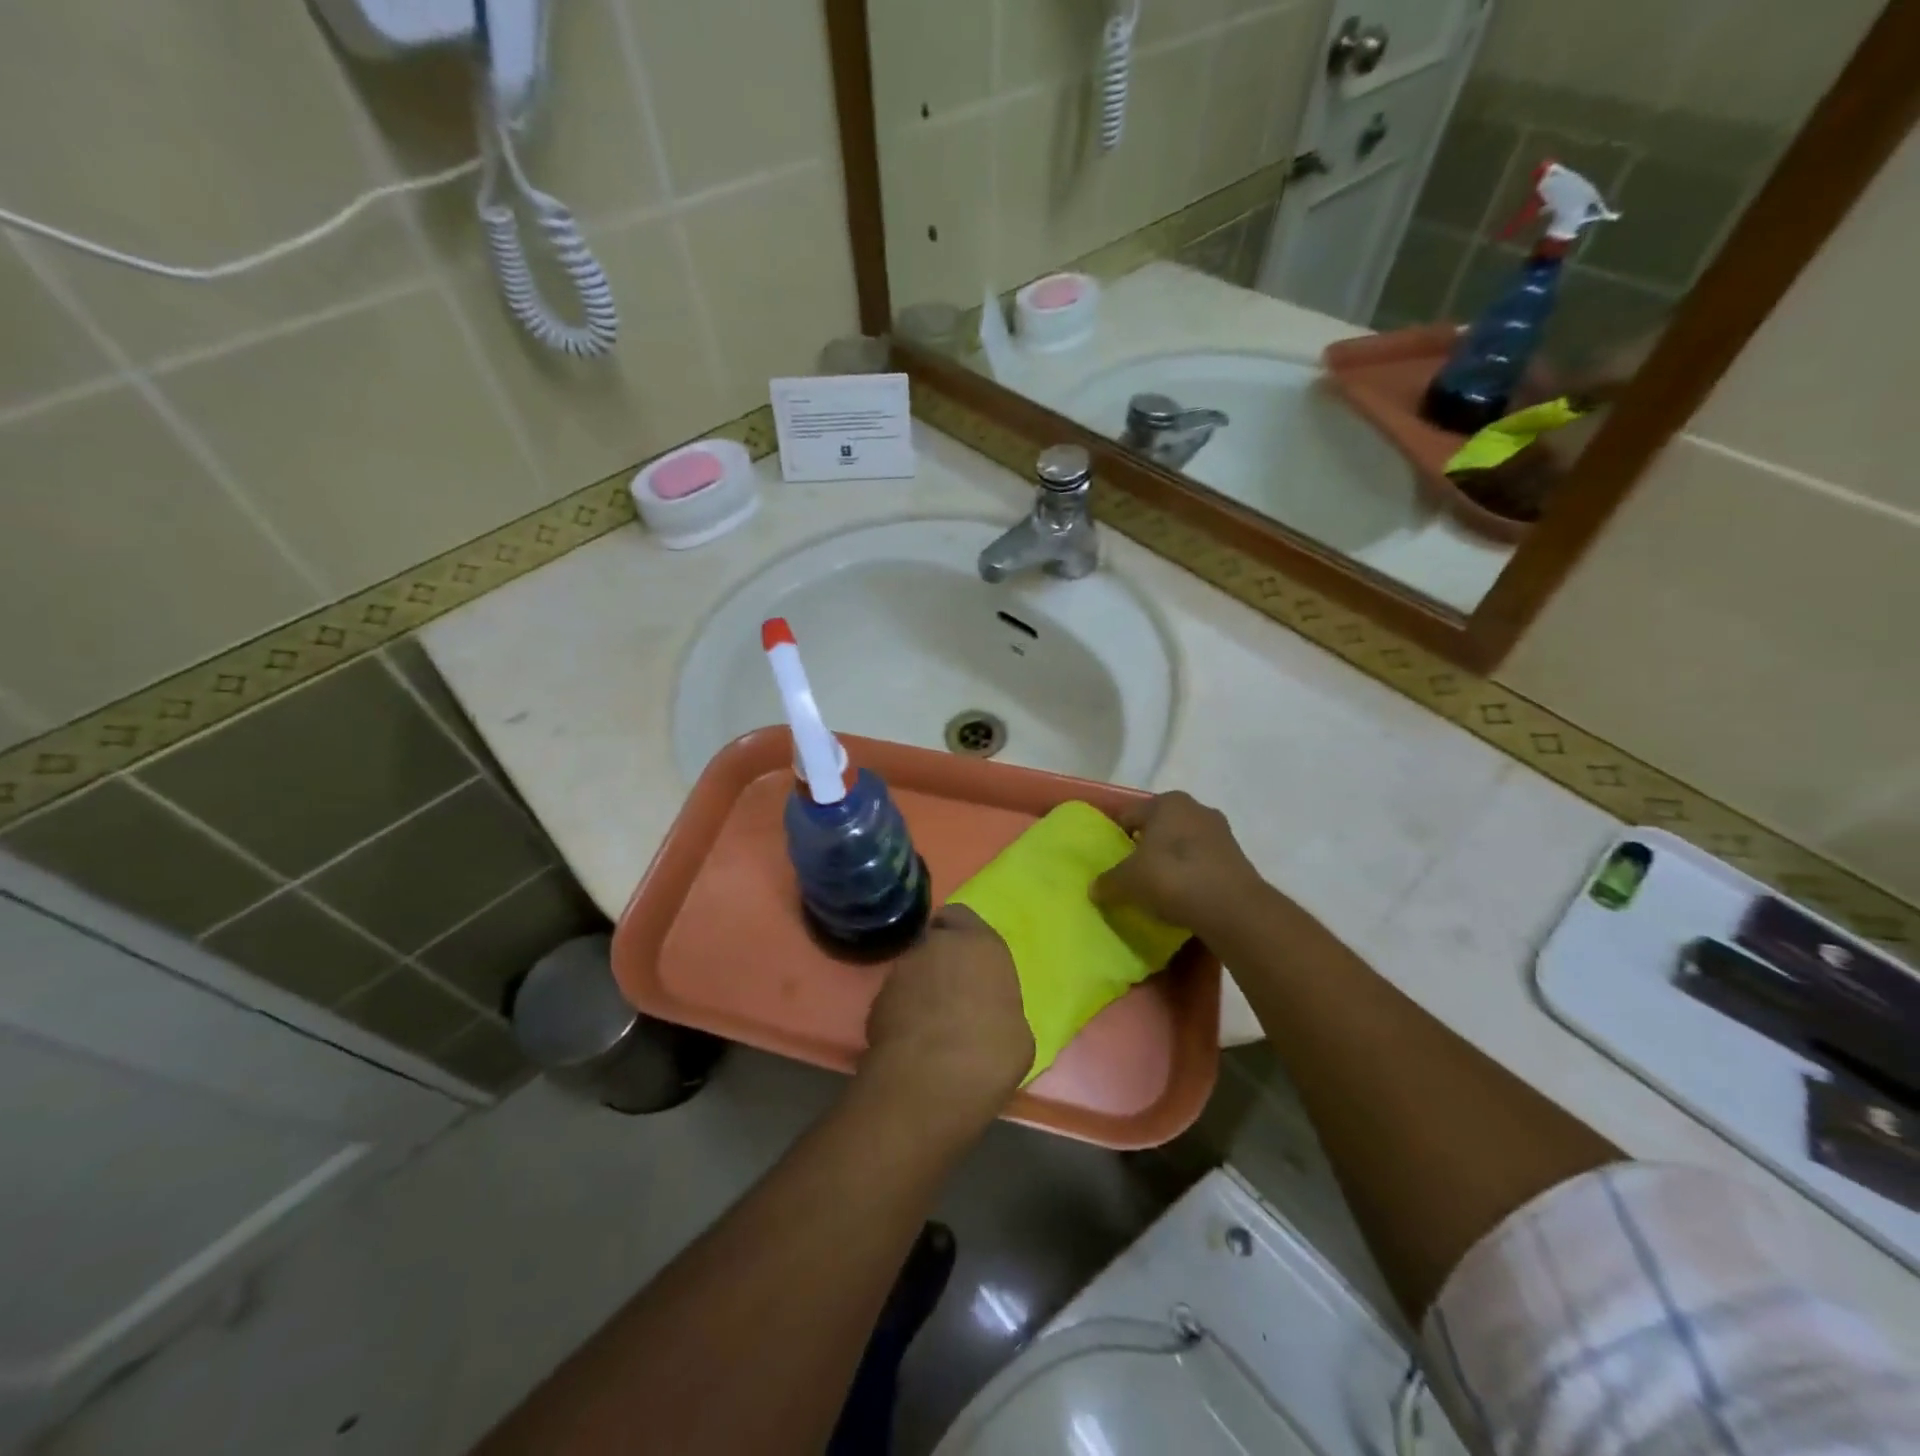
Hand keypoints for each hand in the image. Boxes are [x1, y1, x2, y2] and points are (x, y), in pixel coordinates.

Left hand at [859, 906, 1033, 1132]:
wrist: (929, 1083)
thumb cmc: (990, 1054)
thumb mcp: (1017, 1033)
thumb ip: (999, 1006)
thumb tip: (989, 1014)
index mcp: (980, 944)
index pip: (963, 916)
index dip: (963, 935)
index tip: (970, 960)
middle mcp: (937, 945)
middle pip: (934, 941)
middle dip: (941, 959)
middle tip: (953, 992)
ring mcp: (901, 970)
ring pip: (912, 968)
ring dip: (920, 985)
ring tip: (931, 1022)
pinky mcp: (876, 999)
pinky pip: (894, 997)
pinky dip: (901, 1011)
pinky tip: (912, 1040)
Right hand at [1091, 791, 1264, 936]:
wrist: (1233, 909)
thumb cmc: (1172, 878)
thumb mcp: (1128, 881)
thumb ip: (1108, 882)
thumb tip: (1095, 889)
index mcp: (1168, 802)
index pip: (1129, 815)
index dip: (1115, 837)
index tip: (1109, 860)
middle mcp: (1196, 809)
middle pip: (1158, 828)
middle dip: (1144, 848)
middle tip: (1130, 874)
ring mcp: (1220, 833)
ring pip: (1182, 845)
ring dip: (1169, 863)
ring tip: (1156, 889)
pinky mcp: (1236, 859)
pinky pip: (1201, 864)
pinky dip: (1189, 876)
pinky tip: (1181, 897)